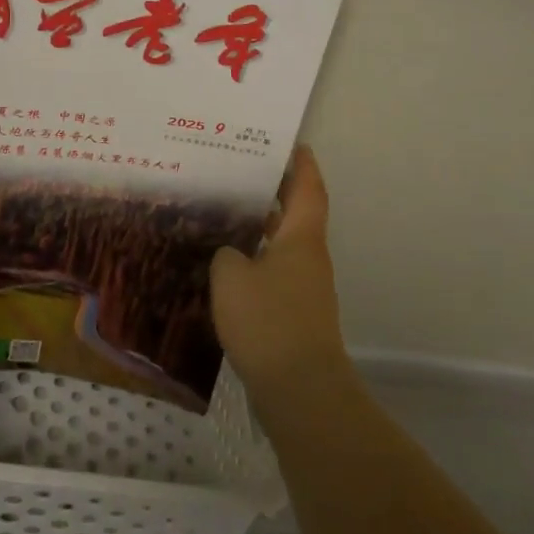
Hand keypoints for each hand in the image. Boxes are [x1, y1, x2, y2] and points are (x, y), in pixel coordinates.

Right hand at [210, 146, 350, 401]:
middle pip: (296, 214)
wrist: (300, 389)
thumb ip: (226, 253)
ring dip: (261, 229)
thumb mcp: (231, 275)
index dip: (302, 164)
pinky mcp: (294, 315)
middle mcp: (308, 257)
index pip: (308, 188)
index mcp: (302, 238)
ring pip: (283, 245)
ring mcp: (304, 288)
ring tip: (224, 214)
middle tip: (239, 174)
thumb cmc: (268, 320)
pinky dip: (256, 262)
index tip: (290, 144)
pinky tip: (226, 267)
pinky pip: (274, 274)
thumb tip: (230, 252)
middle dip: (274, 193)